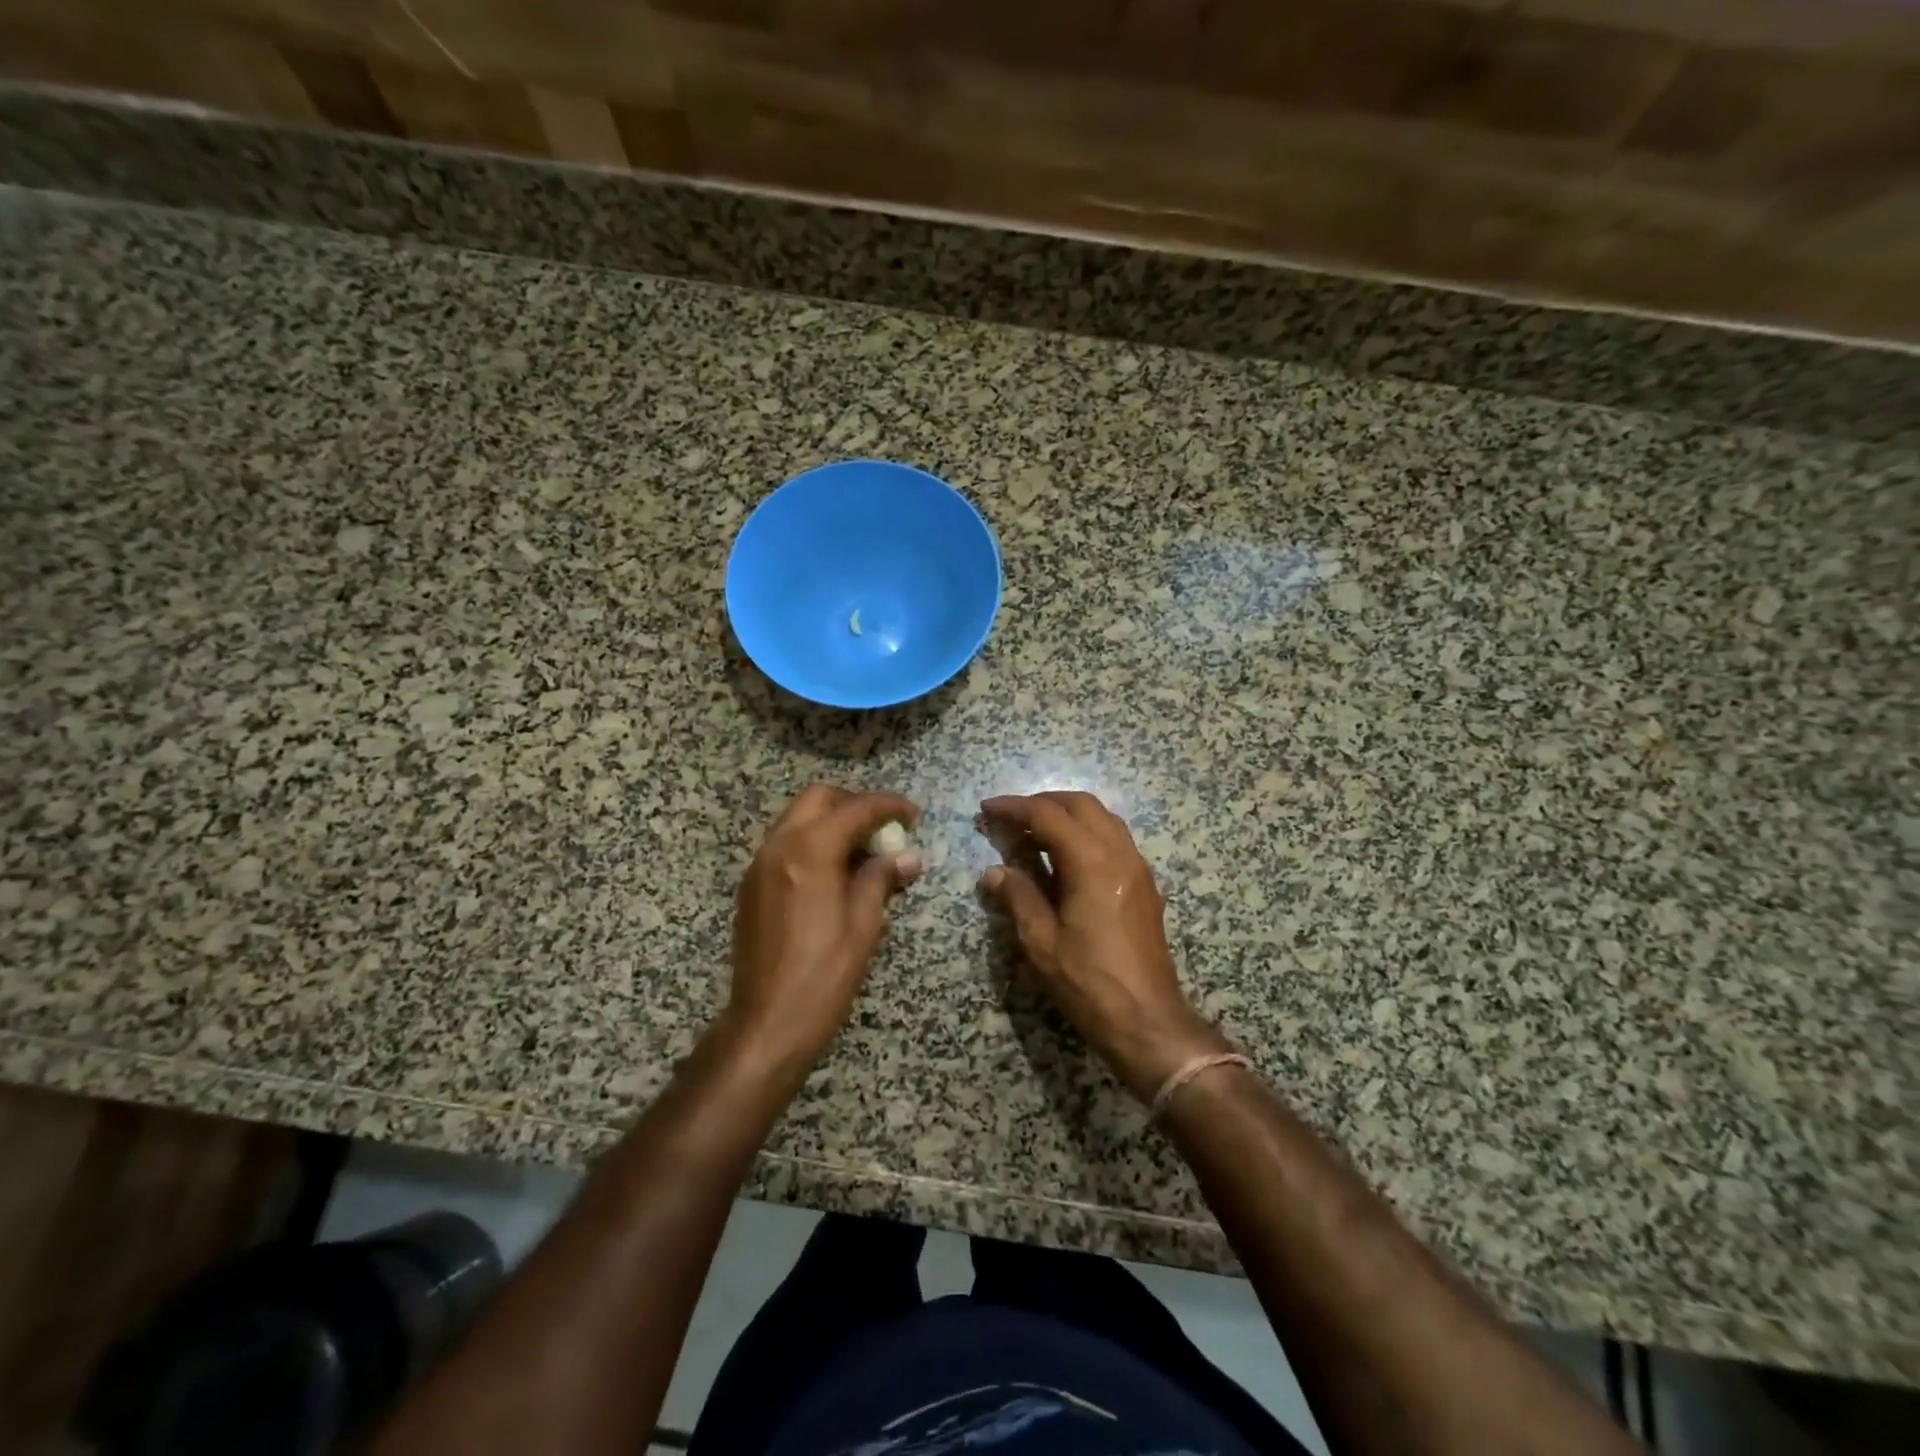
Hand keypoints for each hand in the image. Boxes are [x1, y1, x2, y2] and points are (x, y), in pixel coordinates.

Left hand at [725, 785, 922, 1069]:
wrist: (767, 1023)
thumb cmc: (824, 975)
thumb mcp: (864, 925)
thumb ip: (882, 878)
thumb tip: (908, 856)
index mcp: (809, 850)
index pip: (855, 809)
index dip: (889, 806)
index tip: (914, 815)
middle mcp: (778, 846)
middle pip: (818, 799)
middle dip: (854, 804)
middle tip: (884, 827)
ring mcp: (759, 865)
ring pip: (797, 819)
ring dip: (832, 822)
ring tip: (864, 851)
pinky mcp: (752, 886)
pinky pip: (785, 844)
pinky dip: (812, 842)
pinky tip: (835, 873)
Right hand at [979, 792, 1229, 1100]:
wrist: (1148, 1020)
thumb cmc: (1089, 982)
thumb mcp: (1041, 942)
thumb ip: (1018, 896)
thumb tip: (995, 871)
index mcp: (1093, 863)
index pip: (1048, 816)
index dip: (1015, 808)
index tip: (987, 808)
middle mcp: (1120, 854)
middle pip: (1081, 805)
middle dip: (1043, 802)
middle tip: (1011, 817)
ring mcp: (1138, 867)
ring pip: (1103, 818)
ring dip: (1067, 814)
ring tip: (1034, 832)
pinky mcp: (1144, 885)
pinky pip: (1115, 838)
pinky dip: (1086, 832)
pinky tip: (1065, 856)